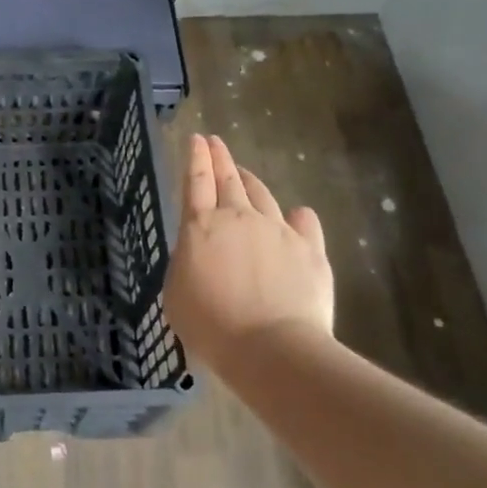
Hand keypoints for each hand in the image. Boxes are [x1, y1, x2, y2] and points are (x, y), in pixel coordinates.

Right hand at [164, 134, 333, 365]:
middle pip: (228, 179)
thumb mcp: (177, 294)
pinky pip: (303, 223)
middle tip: (215, 142)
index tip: (197, 139)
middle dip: (220, 158)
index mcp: (201, 226)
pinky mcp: (310, 249)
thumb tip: (199, 250)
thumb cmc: (212, 326)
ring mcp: (278, 230)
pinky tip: (298, 212)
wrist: (271, 348)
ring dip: (251, 182)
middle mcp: (239, 217)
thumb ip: (186, 262)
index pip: (196, 181)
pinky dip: (297, 216)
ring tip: (245, 174)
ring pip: (263, 195)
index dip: (195, 158)